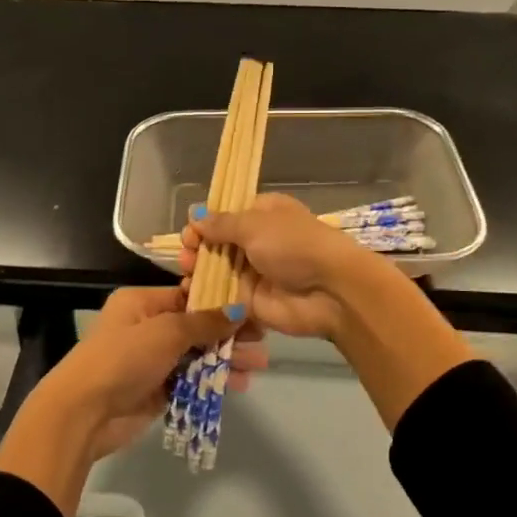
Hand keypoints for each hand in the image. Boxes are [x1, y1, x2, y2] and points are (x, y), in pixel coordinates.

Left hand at [65, 286, 269, 457]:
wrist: (84, 412)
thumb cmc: (123, 358)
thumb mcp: (166, 332)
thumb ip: (204, 322)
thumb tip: (239, 309)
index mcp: (141, 303)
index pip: (188, 296)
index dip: (221, 303)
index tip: (253, 310)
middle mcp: (147, 327)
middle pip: (196, 327)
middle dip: (229, 334)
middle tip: (262, 342)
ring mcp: (152, 361)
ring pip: (196, 355)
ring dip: (225, 359)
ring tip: (258, 366)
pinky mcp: (157, 390)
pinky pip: (191, 381)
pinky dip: (212, 381)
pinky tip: (239, 385)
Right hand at [180, 192, 378, 338]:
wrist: (330, 291)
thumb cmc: (294, 245)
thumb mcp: (255, 225)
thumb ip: (222, 224)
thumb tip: (195, 215)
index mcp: (263, 214)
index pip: (226, 214)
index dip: (205, 222)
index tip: (191, 232)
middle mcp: (257, 241)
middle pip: (217, 243)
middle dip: (197, 248)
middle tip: (186, 256)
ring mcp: (254, 273)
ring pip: (216, 270)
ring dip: (198, 271)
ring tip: (187, 274)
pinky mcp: (251, 302)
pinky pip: (222, 296)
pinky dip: (205, 295)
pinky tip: (189, 294)